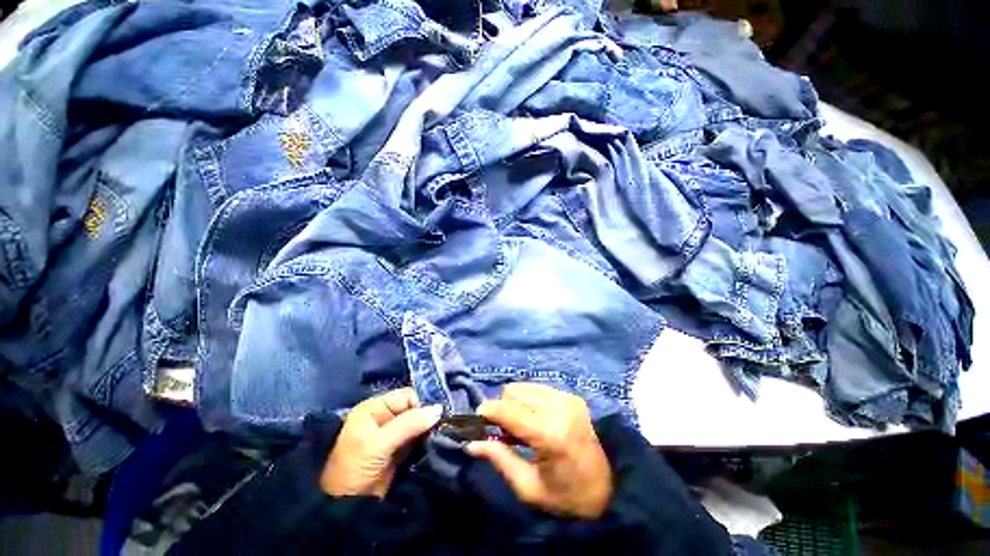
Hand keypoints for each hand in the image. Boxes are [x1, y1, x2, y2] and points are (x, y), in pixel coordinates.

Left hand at [321, 388, 442, 497]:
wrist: (345, 509)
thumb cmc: (354, 468)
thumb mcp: (378, 443)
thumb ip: (409, 424)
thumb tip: (439, 409)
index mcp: (375, 408)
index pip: (407, 396)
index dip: (421, 404)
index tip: (435, 418)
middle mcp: (384, 417)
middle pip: (414, 409)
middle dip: (427, 417)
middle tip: (441, 427)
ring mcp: (392, 435)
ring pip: (418, 424)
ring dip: (428, 430)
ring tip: (439, 437)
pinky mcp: (400, 452)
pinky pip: (418, 440)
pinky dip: (426, 442)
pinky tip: (434, 445)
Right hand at [466, 383, 612, 519]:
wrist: (609, 487)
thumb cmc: (566, 495)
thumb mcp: (529, 487)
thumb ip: (499, 459)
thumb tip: (470, 444)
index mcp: (550, 434)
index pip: (509, 411)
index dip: (488, 411)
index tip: (477, 418)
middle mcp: (559, 408)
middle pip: (514, 392)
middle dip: (502, 408)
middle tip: (503, 431)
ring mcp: (568, 398)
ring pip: (524, 387)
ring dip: (515, 402)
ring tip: (520, 425)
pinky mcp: (572, 395)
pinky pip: (538, 388)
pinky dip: (529, 400)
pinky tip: (534, 418)